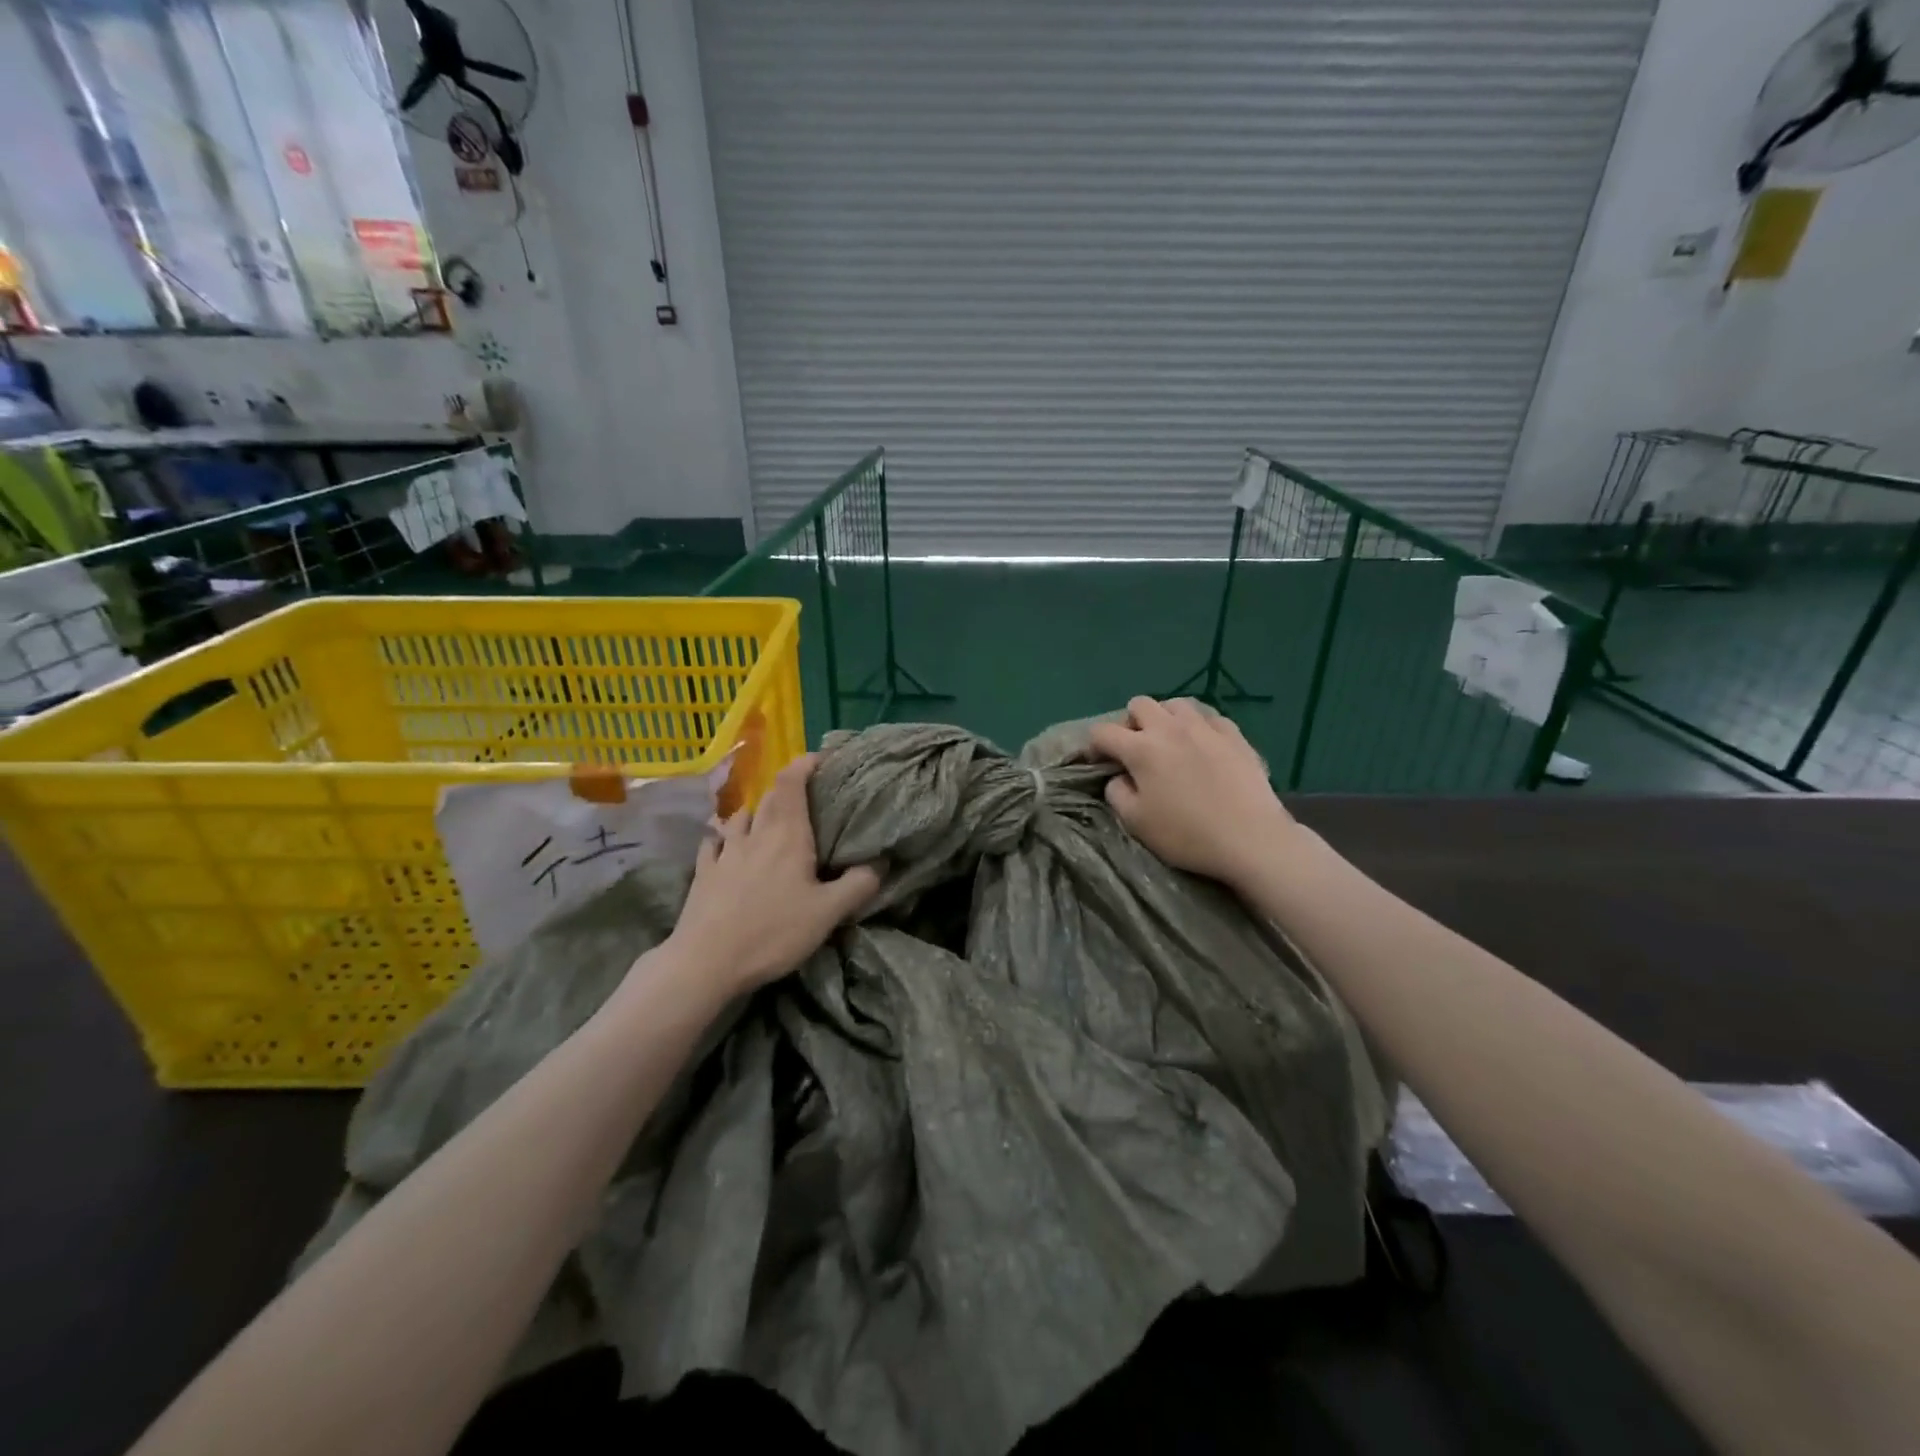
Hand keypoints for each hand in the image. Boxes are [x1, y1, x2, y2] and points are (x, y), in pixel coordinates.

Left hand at [663, 753, 880, 993]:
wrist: (705, 961)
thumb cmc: (772, 932)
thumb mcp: (828, 913)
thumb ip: (858, 885)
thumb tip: (881, 861)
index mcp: (787, 835)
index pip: (792, 783)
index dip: (804, 765)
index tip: (819, 759)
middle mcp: (755, 834)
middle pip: (769, 797)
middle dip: (787, 788)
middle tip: (805, 795)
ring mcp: (725, 852)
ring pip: (741, 817)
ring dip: (756, 811)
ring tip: (767, 819)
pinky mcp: (703, 872)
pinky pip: (714, 842)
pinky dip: (724, 836)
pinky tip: (725, 845)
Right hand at [1088, 697, 1301, 886]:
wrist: (1251, 838)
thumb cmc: (1186, 834)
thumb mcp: (1136, 823)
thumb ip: (1117, 793)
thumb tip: (1119, 777)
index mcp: (1141, 749)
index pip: (1103, 732)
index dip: (1095, 746)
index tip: (1100, 763)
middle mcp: (1170, 728)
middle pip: (1139, 704)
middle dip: (1130, 723)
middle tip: (1137, 750)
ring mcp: (1205, 727)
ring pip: (1175, 704)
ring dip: (1165, 719)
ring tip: (1170, 742)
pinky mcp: (1234, 734)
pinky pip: (1209, 717)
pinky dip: (1198, 727)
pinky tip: (1203, 746)